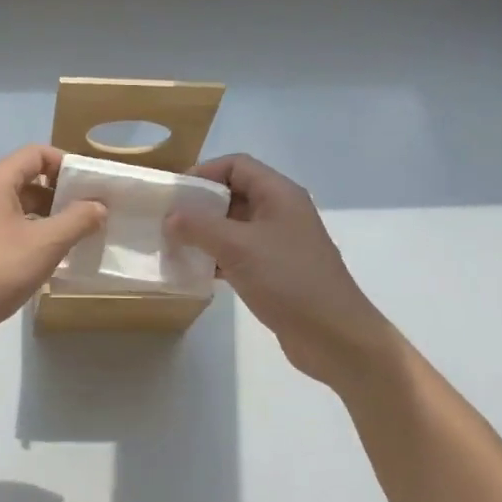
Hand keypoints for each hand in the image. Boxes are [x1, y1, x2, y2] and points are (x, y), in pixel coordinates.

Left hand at [0, 146, 107, 359]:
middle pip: (29, 180)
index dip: (67, 164)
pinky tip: (52, 260)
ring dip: (49, 219)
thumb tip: (98, 206)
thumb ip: (76, 221)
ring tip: (79, 238)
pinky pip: (10, 232)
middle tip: (92, 214)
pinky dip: (33, 238)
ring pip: (20, 209)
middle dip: (62, 194)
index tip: (91, 186)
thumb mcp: (45, 244)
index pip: (36, 154)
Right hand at [166, 154, 390, 382]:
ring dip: (205, 233)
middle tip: (167, 222)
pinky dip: (216, 257)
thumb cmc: (288, 280)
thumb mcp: (237, 247)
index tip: (174, 194)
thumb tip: (170, 216)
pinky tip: (195, 271)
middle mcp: (281, 212)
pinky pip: (239, 253)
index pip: (236, 165)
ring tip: (175, 246)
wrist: (334, 336)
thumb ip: (198, 226)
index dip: (204, 172)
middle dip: (200, 205)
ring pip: (234, 226)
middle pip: (234, 194)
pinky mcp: (276, 271)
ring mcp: (279, 243)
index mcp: (279, 194)